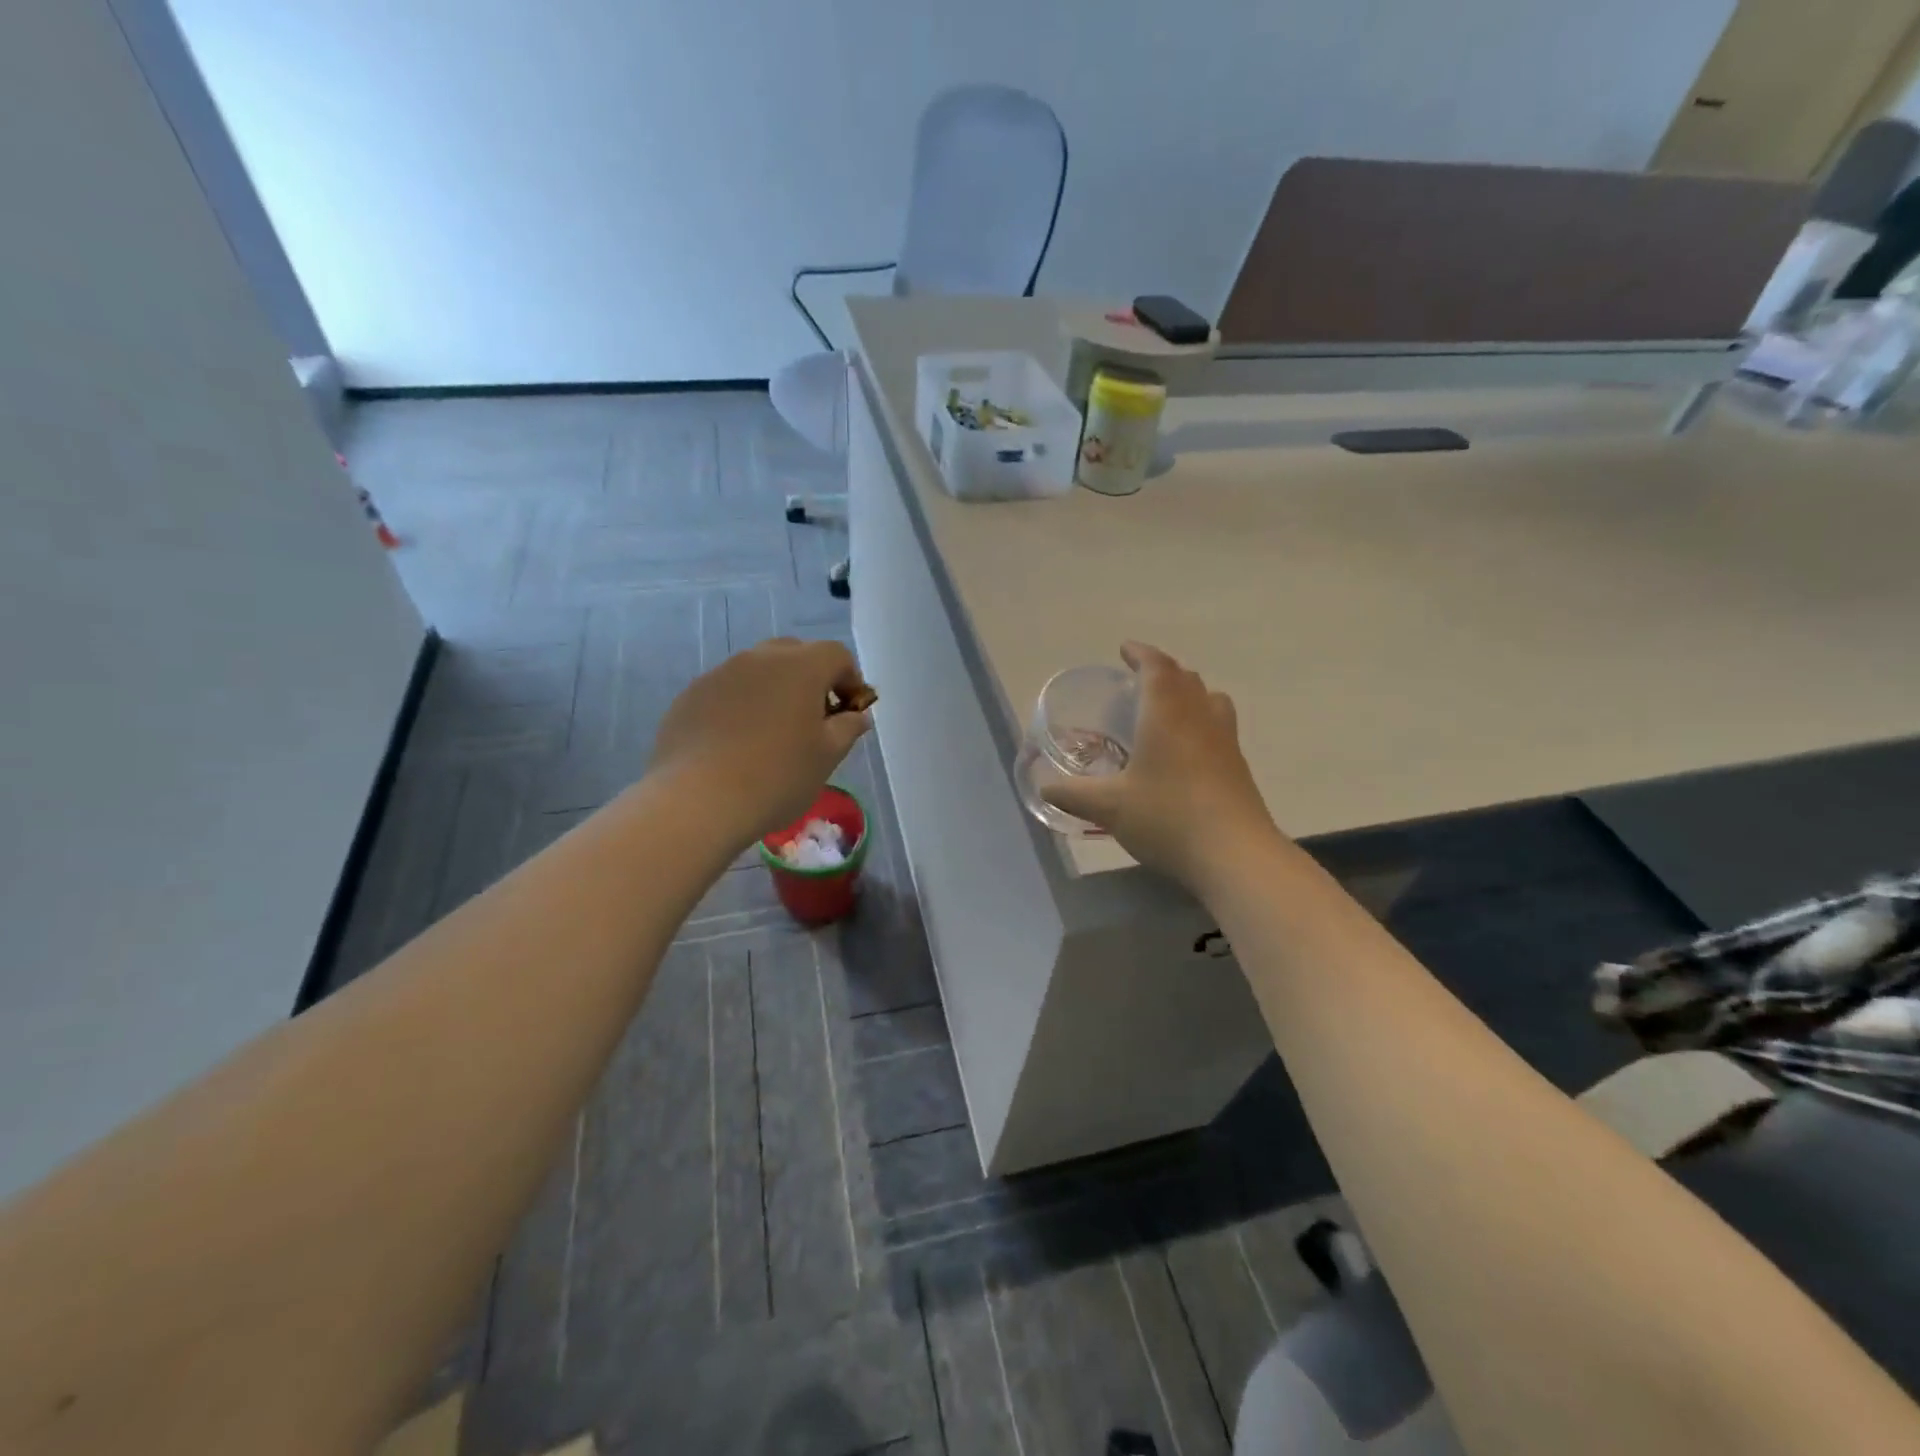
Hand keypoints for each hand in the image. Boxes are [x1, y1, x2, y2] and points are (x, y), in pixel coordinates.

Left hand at [650, 638, 872, 847]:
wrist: (697, 800)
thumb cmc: (777, 777)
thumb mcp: (827, 757)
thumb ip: (847, 728)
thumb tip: (856, 715)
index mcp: (801, 667)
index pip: (836, 654)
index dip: (849, 679)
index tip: (849, 712)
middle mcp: (759, 659)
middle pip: (795, 654)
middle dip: (811, 679)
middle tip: (814, 720)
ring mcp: (720, 674)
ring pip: (758, 671)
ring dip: (773, 692)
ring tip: (772, 735)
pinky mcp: (690, 695)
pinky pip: (727, 691)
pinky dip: (741, 706)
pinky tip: (737, 744)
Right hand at [1041, 642, 1281, 893]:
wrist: (1234, 855)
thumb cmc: (1166, 817)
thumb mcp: (1108, 807)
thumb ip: (1072, 794)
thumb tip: (1044, 788)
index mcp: (1166, 714)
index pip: (1156, 667)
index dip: (1140, 653)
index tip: (1124, 649)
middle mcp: (1199, 717)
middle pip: (1185, 678)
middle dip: (1162, 671)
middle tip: (1139, 680)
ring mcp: (1225, 741)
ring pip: (1209, 699)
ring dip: (1187, 694)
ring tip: (1167, 709)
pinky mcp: (1238, 767)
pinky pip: (1218, 727)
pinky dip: (1200, 722)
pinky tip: (1185, 751)